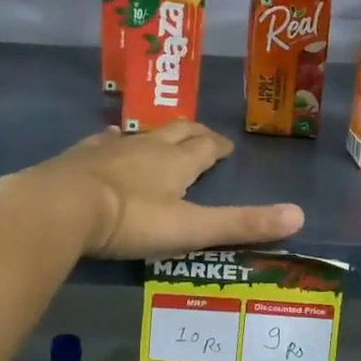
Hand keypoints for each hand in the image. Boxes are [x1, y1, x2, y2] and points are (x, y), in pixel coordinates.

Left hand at [15, 123, 303, 259]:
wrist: (61, 207)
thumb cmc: (131, 220)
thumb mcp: (191, 229)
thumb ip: (241, 224)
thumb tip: (299, 215)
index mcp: (176, 161)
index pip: (206, 146)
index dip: (219, 146)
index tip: (226, 148)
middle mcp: (146, 146)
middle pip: (177, 132)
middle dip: (193, 134)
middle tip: (203, 139)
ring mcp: (110, 147)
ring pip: (141, 133)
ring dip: (155, 135)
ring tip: (161, 139)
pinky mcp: (80, 155)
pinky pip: (103, 140)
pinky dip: (114, 140)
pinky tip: (109, 141)